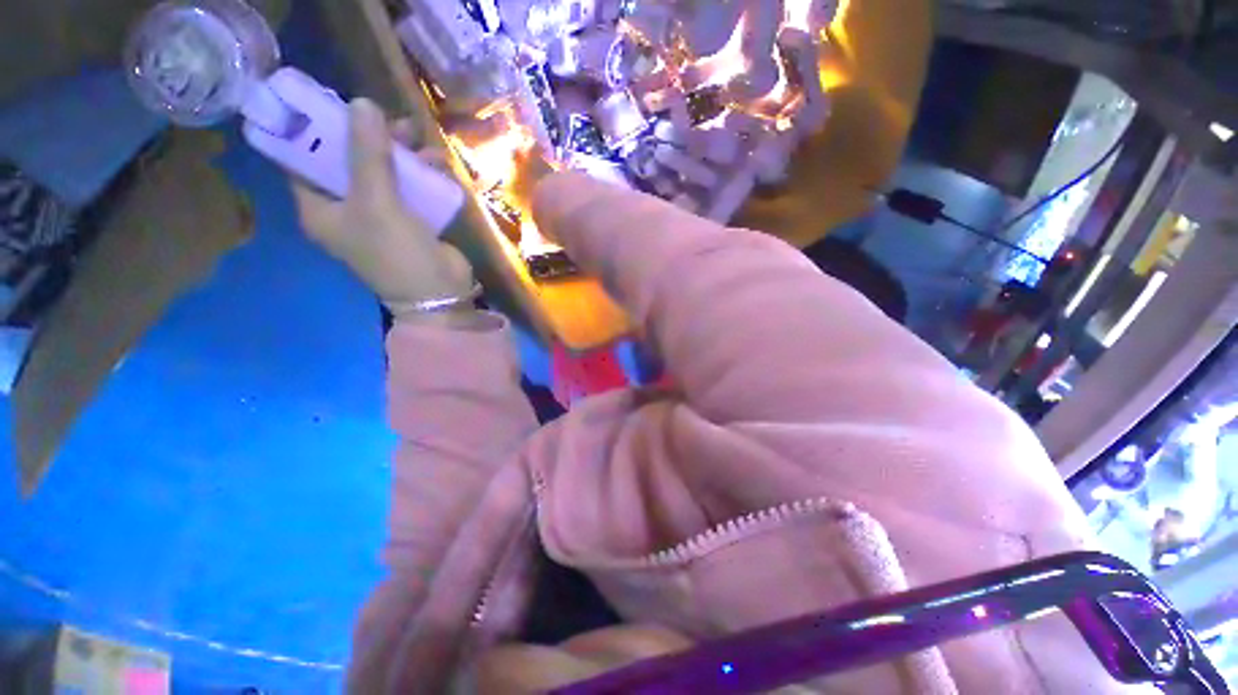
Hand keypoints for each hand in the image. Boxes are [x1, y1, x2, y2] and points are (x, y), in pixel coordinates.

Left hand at [292, 98, 473, 313]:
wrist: (440, 293)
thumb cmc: (397, 253)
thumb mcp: (377, 202)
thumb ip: (368, 154)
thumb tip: (362, 103)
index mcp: (319, 208)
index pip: (302, 158)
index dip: (313, 128)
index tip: (334, 101)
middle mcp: (345, 209)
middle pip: (348, 160)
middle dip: (369, 138)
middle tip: (390, 120)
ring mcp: (379, 215)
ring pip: (384, 172)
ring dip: (402, 155)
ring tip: (421, 140)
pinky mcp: (410, 221)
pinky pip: (409, 188)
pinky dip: (422, 174)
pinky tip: (438, 165)